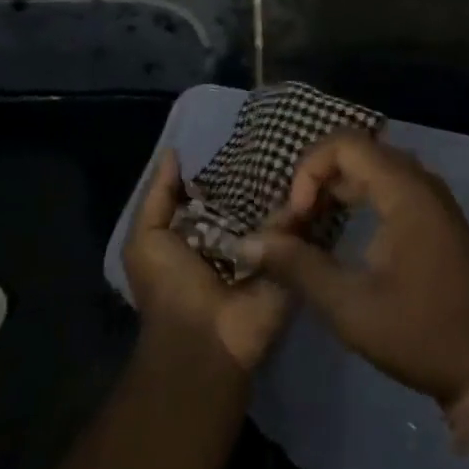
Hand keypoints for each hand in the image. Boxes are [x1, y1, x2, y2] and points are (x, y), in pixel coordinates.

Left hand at [123, 148, 290, 371]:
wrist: (203, 340)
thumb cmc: (168, 288)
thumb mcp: (146, 238)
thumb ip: (158, 195)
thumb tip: (173, 151)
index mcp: (203, 227)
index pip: (220, 185)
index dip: (230, 161)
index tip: (249, 128)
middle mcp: (238, 233)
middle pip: (255, 192)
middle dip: (267, 167)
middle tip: (289, 130)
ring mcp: (268, 245)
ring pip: (282, 204)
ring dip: (292, 181)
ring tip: (311, 145)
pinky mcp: (292, 258)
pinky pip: (302, 226)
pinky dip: (310, 204)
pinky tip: (322, 173)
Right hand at [239, 130, 468, 402]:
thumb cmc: (421, 333)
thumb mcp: (350, 305)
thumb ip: (298, 267)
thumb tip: (250, 243)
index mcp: (405, 190)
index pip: (345, 144)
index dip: (309, 170)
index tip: (295, 217)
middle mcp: (421, 182)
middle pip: (358, 153)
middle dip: (318, 180)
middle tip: (295, 224)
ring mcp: (434, 200)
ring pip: (374, 171)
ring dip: (338, 191)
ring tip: (310, 229)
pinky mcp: (438, 220)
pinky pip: (391, 189)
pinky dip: (361, 201)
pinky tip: (343, 235)